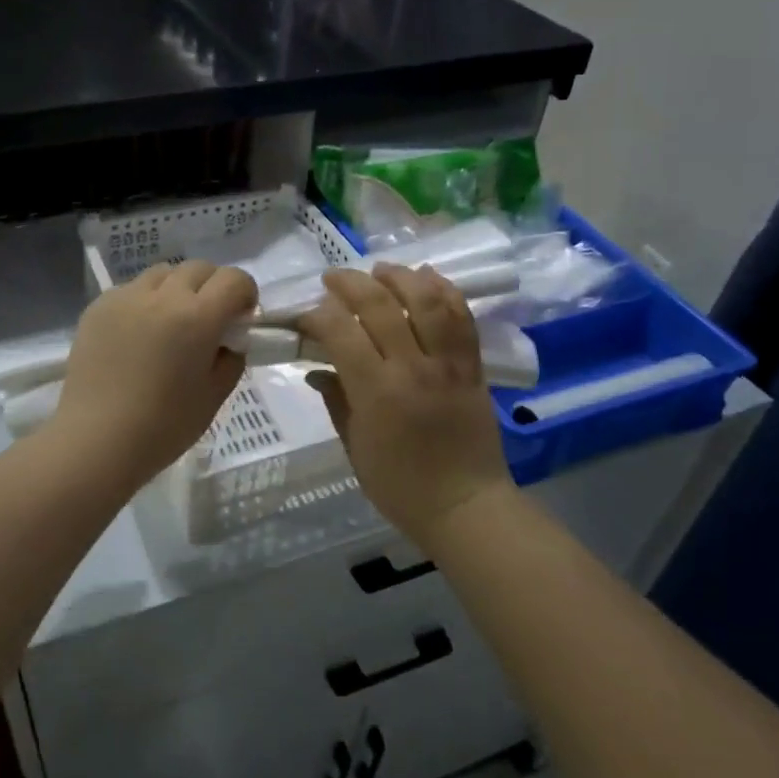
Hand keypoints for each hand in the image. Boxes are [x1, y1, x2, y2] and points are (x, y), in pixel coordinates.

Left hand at [50, 260, 258, 490]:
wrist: (96, 441)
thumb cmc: (164, 426)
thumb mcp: (215, 396)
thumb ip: (231, 358)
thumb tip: (229, 339)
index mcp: (198, 317)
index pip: (234, 279)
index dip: (245, 294)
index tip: (240, 319)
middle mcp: (163, 296)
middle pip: (199, 269)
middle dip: (213, 288)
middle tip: (208, 321)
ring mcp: (126, 297)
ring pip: (163, 273)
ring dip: (177, 289)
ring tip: (170, 323)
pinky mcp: (98, 307)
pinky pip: (131, 289)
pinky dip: (144, 302)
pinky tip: (138, 335)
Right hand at [298, 265, 518, 547]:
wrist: (466, 506)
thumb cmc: (400, 487)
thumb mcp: (354, 449)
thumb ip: (336, 401)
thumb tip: (316, 368)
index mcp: (376, 392)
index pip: (339, 331)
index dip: (316, 314)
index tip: (305, 316)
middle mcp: (412, 368)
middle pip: (379, 304)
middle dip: (350, 283)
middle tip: (333, 278)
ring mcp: (448, 363)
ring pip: (425, 299)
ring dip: (399, 276)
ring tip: (380, 271)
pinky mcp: (473, 366)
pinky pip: (461, 316)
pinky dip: (444, 290)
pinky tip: (426, 278)